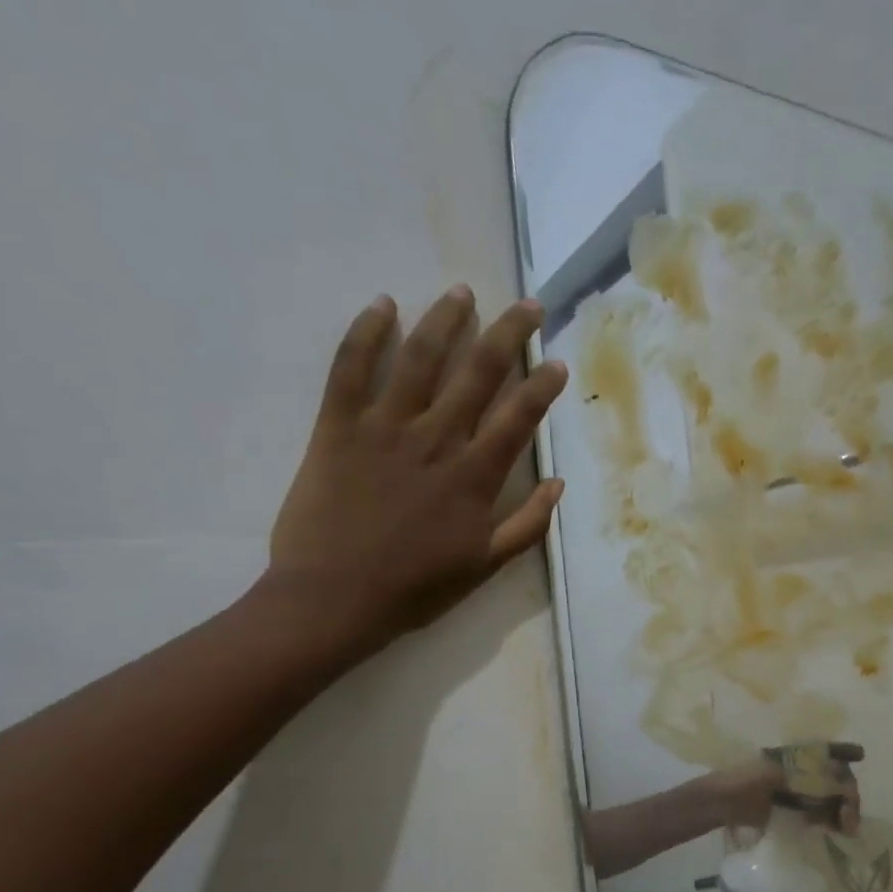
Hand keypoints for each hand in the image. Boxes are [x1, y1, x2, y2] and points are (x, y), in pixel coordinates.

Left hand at [260, 287, 567, 666]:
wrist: (334, 599)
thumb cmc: (415, 588)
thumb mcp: (485, 567)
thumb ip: (527, 526)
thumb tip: (558, 485)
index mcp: (474, 477)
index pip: (518, 417)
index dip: (541, 386)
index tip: (556, 362)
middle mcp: (436, 440)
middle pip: (477, 372)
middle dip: (507, 334)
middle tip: (527, 305)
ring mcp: (384, 428)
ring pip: (420, 358)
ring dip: (444, 320)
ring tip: (462, 292)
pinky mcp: (337, 427)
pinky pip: (350, 369)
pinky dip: (366, 333)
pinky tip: (383, 306)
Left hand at [715, 742, 863, 834]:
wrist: (719, 805)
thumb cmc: (740, 781)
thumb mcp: (771, 774)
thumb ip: (802, 776)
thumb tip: (833, 779)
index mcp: (793, 757)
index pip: (826, 751)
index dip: (844, 752)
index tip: (860, 755)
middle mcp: (800, 771)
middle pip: (834, 778)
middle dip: (847, 794)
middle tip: (850, 817)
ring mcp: (797, 792)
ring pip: (830, 798)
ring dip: (843, 810)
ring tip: (847, 827)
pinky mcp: (793, 812)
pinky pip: (819, 814)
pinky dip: (830, 820)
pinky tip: (836, 829)